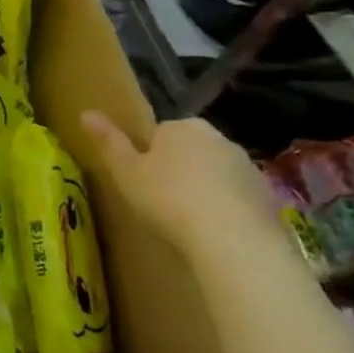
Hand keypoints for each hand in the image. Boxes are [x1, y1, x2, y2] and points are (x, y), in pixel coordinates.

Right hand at [80, 112, 284, 270]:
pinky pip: (237, 197)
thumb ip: (108, 141)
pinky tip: (215, 233)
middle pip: (189, 151)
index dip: (148, 158)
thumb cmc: (168, 198)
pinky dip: (226, 209)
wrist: (233, 239)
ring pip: (215, 174)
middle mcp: (217, 137)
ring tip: (189, 222)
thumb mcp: (126, 171)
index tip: (142, 182)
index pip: (159, 134)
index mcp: (181, 127)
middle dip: (178, 170)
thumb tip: (86, 113)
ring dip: (203, 189)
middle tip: (162, 203)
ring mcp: (247, 166)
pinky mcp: (267, 195)